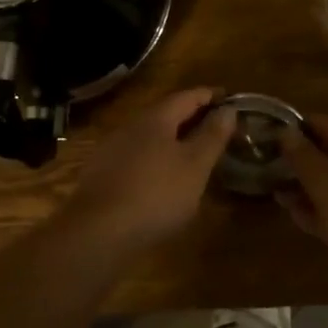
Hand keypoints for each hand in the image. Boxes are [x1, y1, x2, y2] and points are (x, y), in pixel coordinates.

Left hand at [63, 88, 235, 250]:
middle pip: (166, 112)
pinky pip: (137, 155)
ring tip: (193, 150)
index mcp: (155, 118)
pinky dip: (156, 157)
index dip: (210, 95)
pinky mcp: (102, 173)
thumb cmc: (156, 193)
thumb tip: (228, 108)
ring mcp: (112, 149)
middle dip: (191, 116)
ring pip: (150, 135)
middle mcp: (131, 126)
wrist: (97, 231)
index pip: (187, 96)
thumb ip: (212, 135)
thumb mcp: (195, 165)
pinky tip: (162, 175)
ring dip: (173, 137)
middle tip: (215, 125)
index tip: (229, 98)